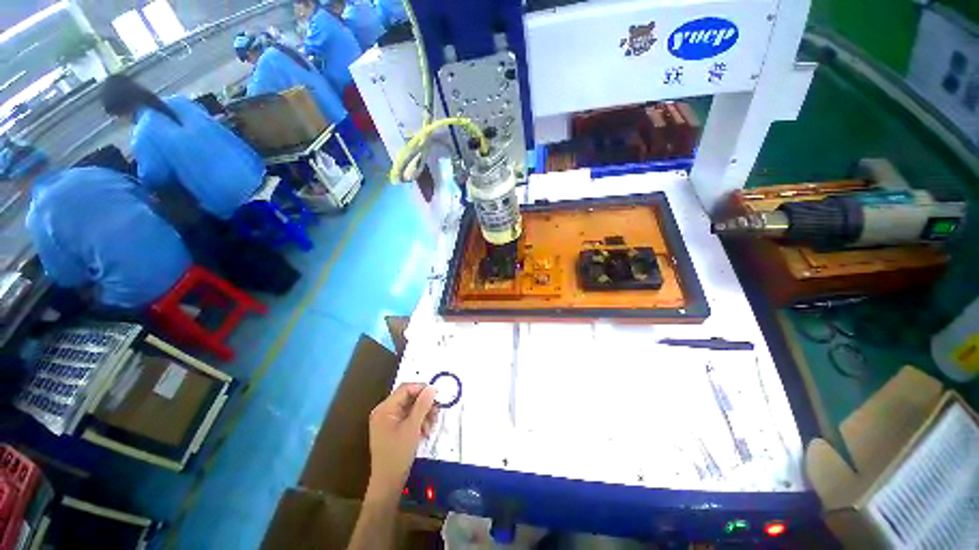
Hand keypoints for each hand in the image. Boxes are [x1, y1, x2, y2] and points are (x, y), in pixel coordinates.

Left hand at [366, 383, 437, 497]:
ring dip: (424, 414)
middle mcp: (385, 411)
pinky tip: (425, 431)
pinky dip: (419, 421)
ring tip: (431, 426)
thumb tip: (432, 387)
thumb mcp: (413, 427)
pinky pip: (409, 417)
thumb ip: (423, 405)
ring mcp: (388, 420)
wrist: (388, 483)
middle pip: (409, 397)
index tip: (437, 397)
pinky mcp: (393, 429)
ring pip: (411, 407)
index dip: (422, 389)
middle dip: (425, 405)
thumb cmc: (398, 454)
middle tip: (436, 414)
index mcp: (385, 408)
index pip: (406, 388)